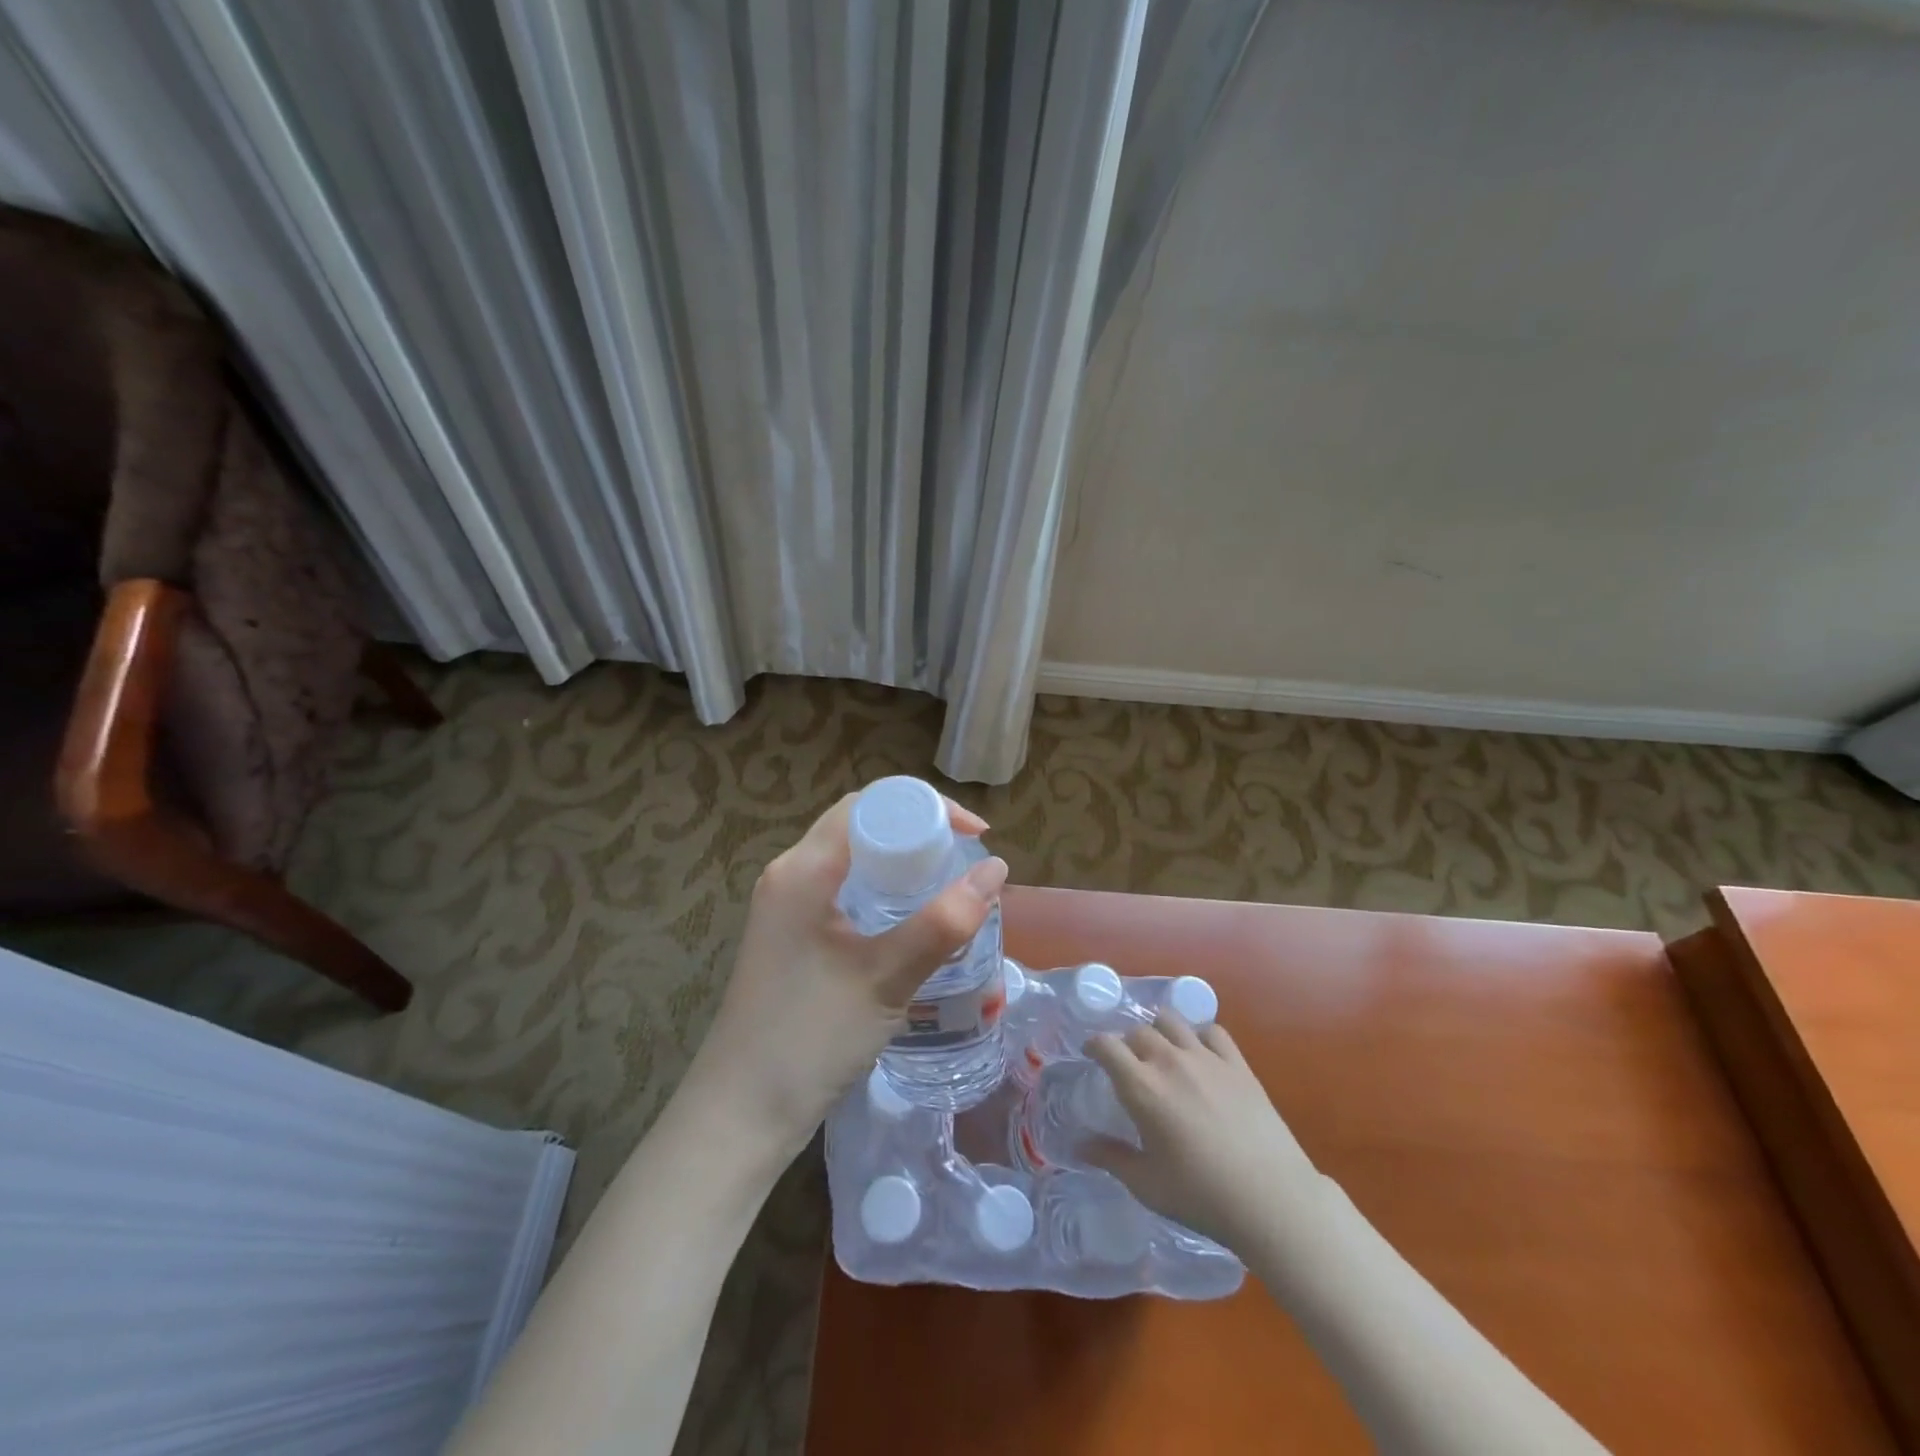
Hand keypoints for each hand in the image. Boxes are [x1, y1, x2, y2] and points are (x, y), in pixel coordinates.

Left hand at [683, 792, 1007, 1158]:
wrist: (740, 1115)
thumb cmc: (810, 1038)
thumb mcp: (886, 978)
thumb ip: (944, 922)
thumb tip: (997, 870)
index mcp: (803, 869)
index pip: (867, 804)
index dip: (924, 806)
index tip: (973, 834)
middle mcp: (788, 875)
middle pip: (859, 826)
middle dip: (916, 832)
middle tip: (964, 860)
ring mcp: (784, 907)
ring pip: (851, 860)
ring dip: (899, 863)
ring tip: (947, 885)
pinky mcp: (789, 936)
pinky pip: (841, 891)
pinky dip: (880, 891)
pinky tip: (909, 920)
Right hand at [1084, 1012, 1318, 1245]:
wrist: (1271, 1199)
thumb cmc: (1201, 1196)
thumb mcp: (1147, 1184)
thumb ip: (1111, 1158)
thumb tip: (1080, 1145)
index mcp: (1142, 1087)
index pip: (1106, 1045)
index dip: (1094, 1045)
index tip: (1091, 1056)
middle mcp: (1170, 1061)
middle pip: (1138, 1031)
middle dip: (1127, 1043)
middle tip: (1129, 1065)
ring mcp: (1206, 1058)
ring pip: (1172, 1021)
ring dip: (1159, 1031)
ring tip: (1162, 1051)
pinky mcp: (1238, 1064)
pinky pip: (1212, 1031)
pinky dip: (1199, 1035)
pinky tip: (1200, 1054)